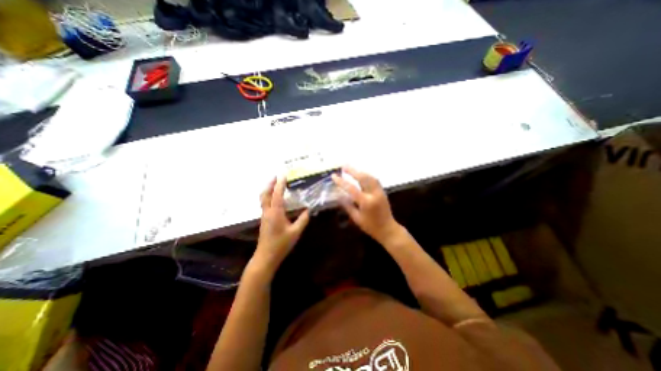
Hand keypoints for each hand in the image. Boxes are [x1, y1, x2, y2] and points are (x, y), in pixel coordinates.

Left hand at [253, 177, 310, 271]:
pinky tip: (275, 198)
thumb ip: (303, 220)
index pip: (277, 195)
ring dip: (268, 189)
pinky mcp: (264, 220)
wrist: (265, 257)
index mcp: (275, 213)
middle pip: (265, 194)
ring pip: (263, 198)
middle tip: (275, 175)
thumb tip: (308, 209)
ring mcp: (264, 216)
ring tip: (275, 183)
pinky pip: (265, 203)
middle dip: (270, 183)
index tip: (283, 175)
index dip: (280, 184)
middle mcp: (267, 212)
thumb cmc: (281, 244)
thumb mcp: (295, 232)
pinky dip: (268, 196)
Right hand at [333, 167, 399, 242]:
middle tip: (343, 166)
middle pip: (363, 178)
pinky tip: (361, 175)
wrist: (388, 229)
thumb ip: (347, 206)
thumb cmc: (370, 226)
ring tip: (351, 169)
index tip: (334, 176)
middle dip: (353, 171)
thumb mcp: (356, 218)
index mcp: (366, 202)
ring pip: (370, 177)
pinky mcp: (382, 191)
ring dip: (360, 171)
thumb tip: (338, 196)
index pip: (351, 188)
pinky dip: (366, 175)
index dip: (341, 182)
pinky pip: (374, 180)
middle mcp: (374, 194)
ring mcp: (380, 191)